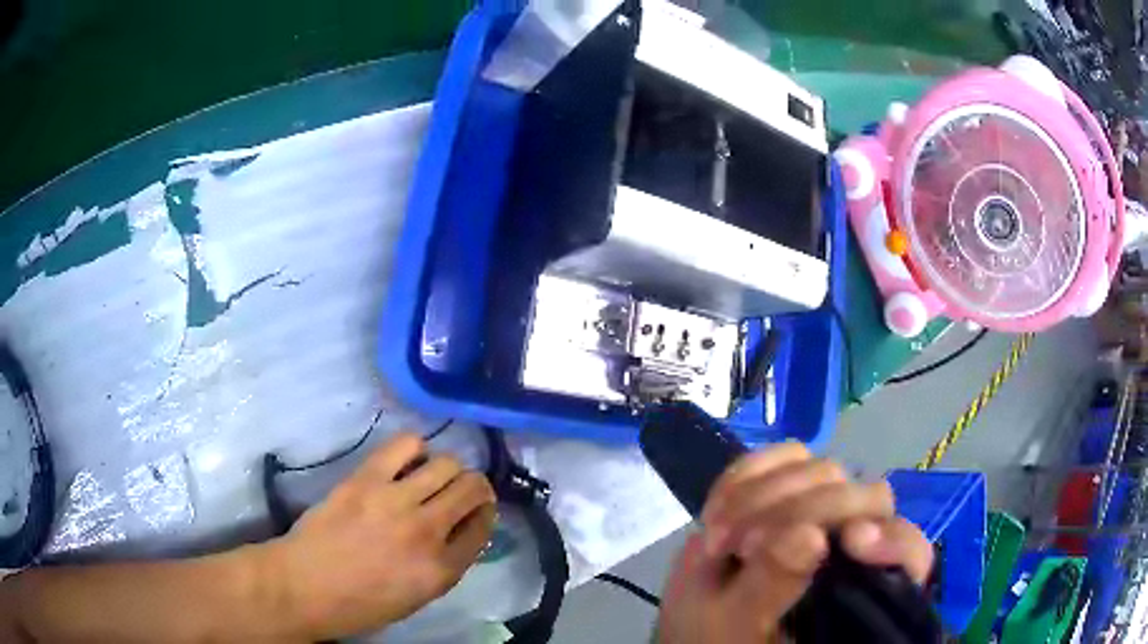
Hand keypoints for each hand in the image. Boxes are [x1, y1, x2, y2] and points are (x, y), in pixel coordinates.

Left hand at [264, 432, 496, 640]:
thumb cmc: (359, 604)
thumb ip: (444, 566)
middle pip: (472, 488)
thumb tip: (458, 534)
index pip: (483, 528)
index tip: (476, 512)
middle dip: (475, 487)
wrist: (304, 586)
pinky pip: (405, 445)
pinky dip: (415, 447)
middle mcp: (427, 531)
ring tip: (433, 474)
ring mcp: (396, 501)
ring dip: (448, 467)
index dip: (484, 515)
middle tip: (461, 489)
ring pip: (446, 463)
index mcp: (441, 570)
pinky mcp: (366, 479)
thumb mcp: (416, 598)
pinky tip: (408, 459)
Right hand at [657, 443, 932, 643]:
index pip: (906, 549)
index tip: (852, 542)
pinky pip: (781, 458)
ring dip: (761, 495)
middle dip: (794, 512)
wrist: (700, 626)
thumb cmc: (723, 639)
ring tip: (719, 536)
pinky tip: (718, 507)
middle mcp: (854, 540)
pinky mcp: (789, 491)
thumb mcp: (738, 624)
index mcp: (862, 584)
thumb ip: (773, 585)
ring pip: (820, 469)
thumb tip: (809, 535)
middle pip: (858, 494)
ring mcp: (822, 510)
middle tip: (740, 547)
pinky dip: (746, 474)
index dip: (889, 539)